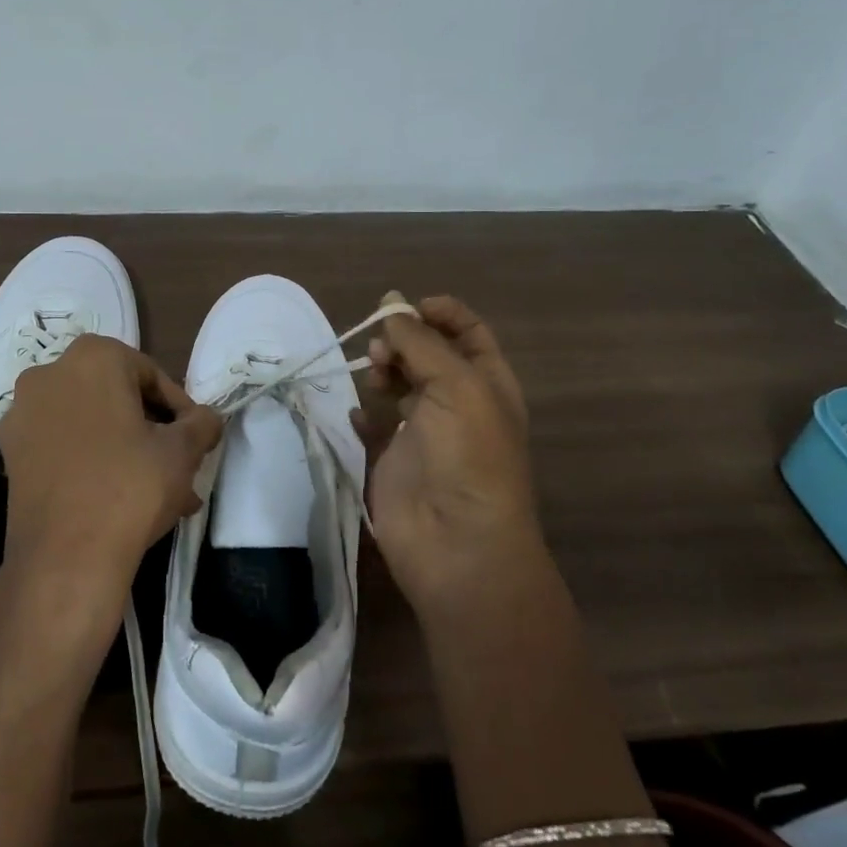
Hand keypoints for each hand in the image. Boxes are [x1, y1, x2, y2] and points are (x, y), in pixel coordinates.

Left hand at [0, 335, 221, 617]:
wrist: (65, 559)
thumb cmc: (130, 486)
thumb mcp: (182, 451)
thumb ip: (202, 423)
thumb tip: (207, 419)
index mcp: (92, 357)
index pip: (151, 376)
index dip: (180, 409)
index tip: (195, 440)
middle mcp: (49, 374)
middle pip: (118, 398)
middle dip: (152, 432)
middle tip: (180, 466)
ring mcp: (23, 415)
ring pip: (91, 425)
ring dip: (127, 451)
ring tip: (162, 493)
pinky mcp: (10, 454)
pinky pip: (64, 447)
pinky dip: (92, 463)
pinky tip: (122, 501)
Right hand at [352, 293, 549, 634]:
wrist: (456, 543)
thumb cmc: (468, 456)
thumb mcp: (456, 386)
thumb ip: (421, 342)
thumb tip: (393, 303)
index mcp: (487, 383)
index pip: (467, 332)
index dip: (440, 313)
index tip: (406, 307)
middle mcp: (458, 402)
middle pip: (428, 353)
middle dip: (404, 340)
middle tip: (382, 349)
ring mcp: (424, 431)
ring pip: (399, 383)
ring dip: (383, 370)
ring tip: (374, 375)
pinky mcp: (393, 458)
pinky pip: (373, 424)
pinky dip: (363, 413)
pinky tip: (358, 413)